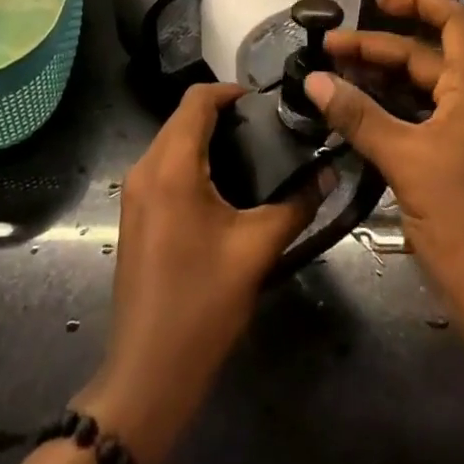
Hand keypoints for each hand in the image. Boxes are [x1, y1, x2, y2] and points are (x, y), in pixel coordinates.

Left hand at [78, 82, 314, 463]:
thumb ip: (296, 204)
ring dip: (207, 139)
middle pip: (182, 118)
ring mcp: (134, 192)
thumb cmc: (203, 303)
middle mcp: (145, 168)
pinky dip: (192, 162)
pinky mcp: (135, 214)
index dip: (231, 91)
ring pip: (172, 142)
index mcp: (171, 165)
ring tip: (253, 155)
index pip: (197, 100)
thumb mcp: (257, 249)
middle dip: (223, 115)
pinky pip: (164, 167)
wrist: (148, 372)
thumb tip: (329, 173)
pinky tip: (225, 187)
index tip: (266, 103)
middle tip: (267, 131)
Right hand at [311, 0, 463, 343]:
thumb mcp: (406, 162)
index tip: (375, 2)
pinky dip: (390, 113)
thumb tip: (313, 80)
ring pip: (422, 92)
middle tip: (327, 53)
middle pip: (427, 58)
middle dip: (377, 49)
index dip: (418, 2)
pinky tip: (357, 120)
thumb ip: (359, 117)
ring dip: (380, 82)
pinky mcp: (461, 165)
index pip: (455, 22)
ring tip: (334, 80)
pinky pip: (422, 122)